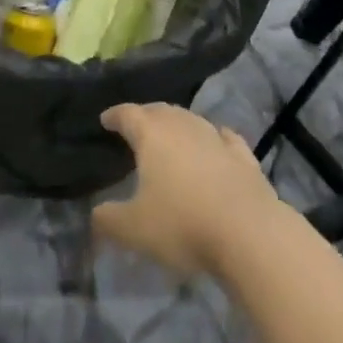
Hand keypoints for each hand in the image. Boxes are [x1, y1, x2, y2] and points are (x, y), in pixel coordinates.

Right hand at [92, 103, 283, 277]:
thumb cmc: (183, 223)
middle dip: (145, 115)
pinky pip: (223, 137)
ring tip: (170, 134)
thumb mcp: (134, 229)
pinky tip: (217, 140)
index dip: (114, 115)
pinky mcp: (242, 155)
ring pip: (190, 119)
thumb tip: (94, 214)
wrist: (247, 231)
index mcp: (152, 134)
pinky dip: (214, 137)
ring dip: (178, 124)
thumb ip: (109, 219)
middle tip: (135, 126)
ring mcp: (215, 136)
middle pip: (160, 110)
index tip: (105, 119)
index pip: (128, 114)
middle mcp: (182, 125)